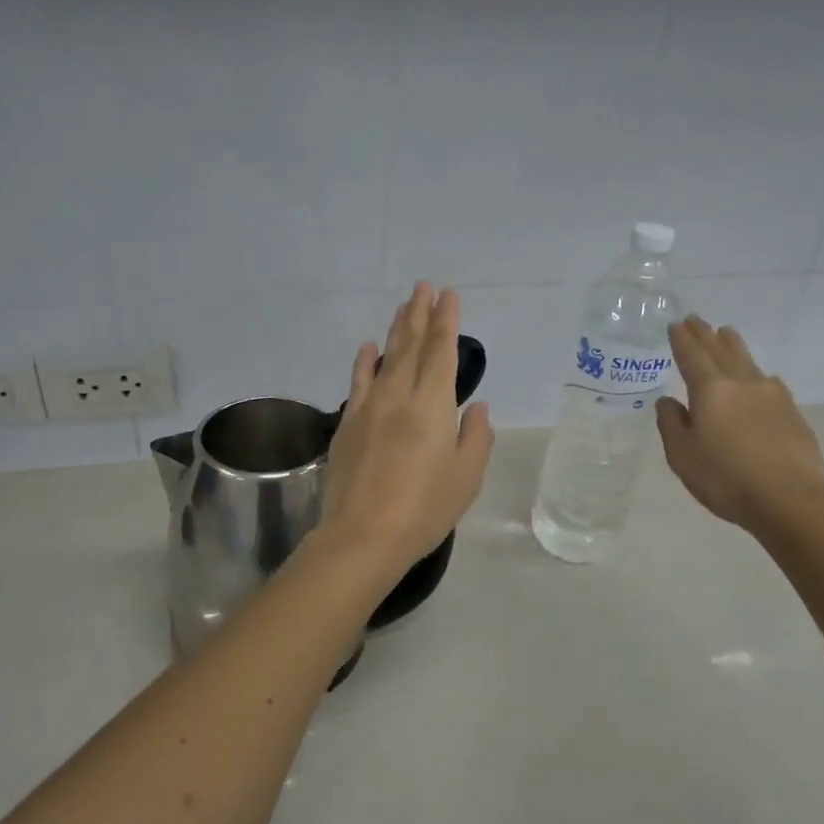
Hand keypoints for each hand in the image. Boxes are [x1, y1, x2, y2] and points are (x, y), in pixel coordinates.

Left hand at [320, 284, 494, 573]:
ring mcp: (369, 408)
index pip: (442, 352)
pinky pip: (358, 383)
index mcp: (433, 405)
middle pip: (411, 346)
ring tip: (402, 306)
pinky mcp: (348, 424)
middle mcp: (399, 396)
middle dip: (419, 314)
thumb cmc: (424, 509)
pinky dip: (363, 362)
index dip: (446, 321)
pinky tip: (366, 348)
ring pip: (385, 358)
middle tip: (423, 288)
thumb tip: (476, 407)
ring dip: (395, 330)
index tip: (448, 296)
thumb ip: (476, 437)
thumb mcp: (466, 477)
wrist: (363, 535)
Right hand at [654, 317, 823, 537]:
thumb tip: (668, 401)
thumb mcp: (682, 456)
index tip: (675, 324)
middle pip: (721, 351)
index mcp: (711, 391)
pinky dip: (754, 372)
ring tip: (727, 333)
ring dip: (733, 345)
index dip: (682, 340)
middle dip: (706, 335)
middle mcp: (742, 384)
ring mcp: (772, 396)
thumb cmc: (726, 479)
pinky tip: (758, 378)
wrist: (790, 499)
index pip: (692, 357)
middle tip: (695, 319)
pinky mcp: (792, 412)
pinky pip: (767, 381)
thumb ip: (672, 424)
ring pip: (747, 361)